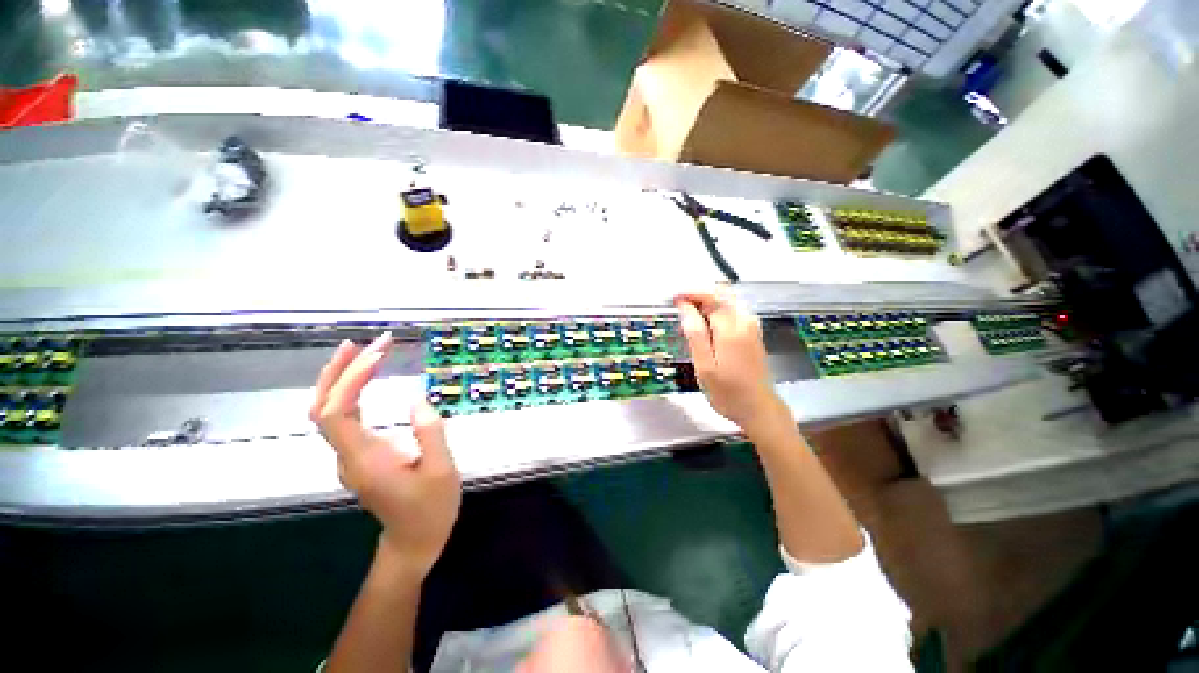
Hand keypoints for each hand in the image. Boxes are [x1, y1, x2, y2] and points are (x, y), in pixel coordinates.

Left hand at [310, 334, 461, 575]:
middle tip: (365, 343)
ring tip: (364, 352)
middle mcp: (348, 455)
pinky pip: (343, 418)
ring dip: (342, 379)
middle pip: (323, 408)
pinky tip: (365, 379)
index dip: (349, 380)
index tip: (378, 354)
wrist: (414, 541)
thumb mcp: (442, 470)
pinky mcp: (358, 455)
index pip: (337, 412)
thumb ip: (430, 432)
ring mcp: (350, 456)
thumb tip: (417, 399)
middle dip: (339, 372)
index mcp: (365, 459)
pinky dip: (350, 392)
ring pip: (328, 412)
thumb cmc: (430, 508)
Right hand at [675, 288, 780, 429]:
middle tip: (679, 306)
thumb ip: (695, 334)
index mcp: (731, 328)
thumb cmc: (727, 392)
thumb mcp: (704, 366)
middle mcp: (745, 321)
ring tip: (689, 315)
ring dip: (707, 301)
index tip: (673, 298)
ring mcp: (751, 326)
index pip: (710, 296)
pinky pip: (733, 309)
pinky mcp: (753, 332)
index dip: (689, 293)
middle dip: (699, 294)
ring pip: (728, 299)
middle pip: (721, 293)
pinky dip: (717, 309)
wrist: (759, 408)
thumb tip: (685, 307)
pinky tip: (706, 323)